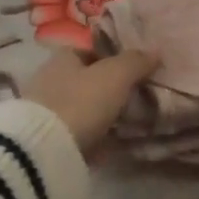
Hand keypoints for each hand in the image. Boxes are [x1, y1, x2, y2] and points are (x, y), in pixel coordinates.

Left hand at [21, 48, 159, 154]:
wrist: (44, 151)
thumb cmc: (80, 101)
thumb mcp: (115, 76)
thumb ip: (135, 62)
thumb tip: (154, 52)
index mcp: (64, 56)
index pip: (92, 47)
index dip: (115, 53)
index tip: (137, 66)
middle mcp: (51, 77)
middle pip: (87, 77)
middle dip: (109, 85)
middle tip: (137, 95)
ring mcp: (46, 109)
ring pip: (83, 104)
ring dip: (101, 111)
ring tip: (128, 120)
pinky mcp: (46, 137)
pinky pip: (77, 130)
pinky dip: (93, 134)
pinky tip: (111, 143)